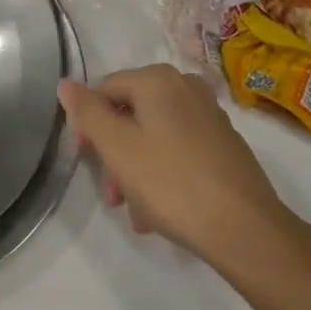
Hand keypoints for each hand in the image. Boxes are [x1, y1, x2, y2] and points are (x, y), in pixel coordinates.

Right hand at [58, 65, 297, 272]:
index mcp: (158, 79)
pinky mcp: (225, 144)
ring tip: (138, 213)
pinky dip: (163, 173)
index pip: (104, 89)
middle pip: (130, 113)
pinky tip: (161, 211)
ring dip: (136, 170)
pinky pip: (179, 150)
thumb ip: (87, 112)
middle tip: (112, 195)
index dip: (88, 124)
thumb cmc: (171, 183)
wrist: (245, 229)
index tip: (86, 162)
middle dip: (114, 154)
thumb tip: (65, 83)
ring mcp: (209, 115)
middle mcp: (186, 86)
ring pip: (154, 136)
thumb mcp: (117, 148)